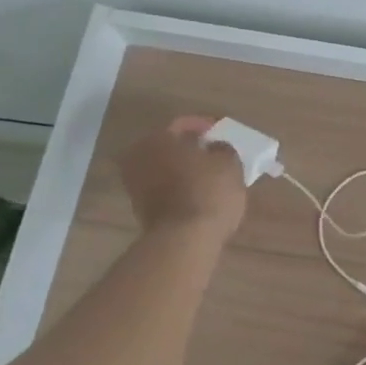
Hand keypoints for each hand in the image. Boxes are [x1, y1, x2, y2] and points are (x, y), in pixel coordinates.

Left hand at [116, 116, 248, 239]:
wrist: (184, 240)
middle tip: (214, 152)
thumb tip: (215, 147)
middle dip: (191, 148)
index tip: (221, 132)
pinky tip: (199, 193)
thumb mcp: (229, 163)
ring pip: (165, 168)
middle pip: (169, 146)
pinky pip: (164, 188)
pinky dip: (179, 187)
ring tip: (210, 175)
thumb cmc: (208, 192)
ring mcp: (136, 185)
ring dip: (185, 169)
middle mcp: (140, 157)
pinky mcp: (141, 210)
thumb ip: (223, 149)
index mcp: (158, 139)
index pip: (183, 124)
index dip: (205, 125)